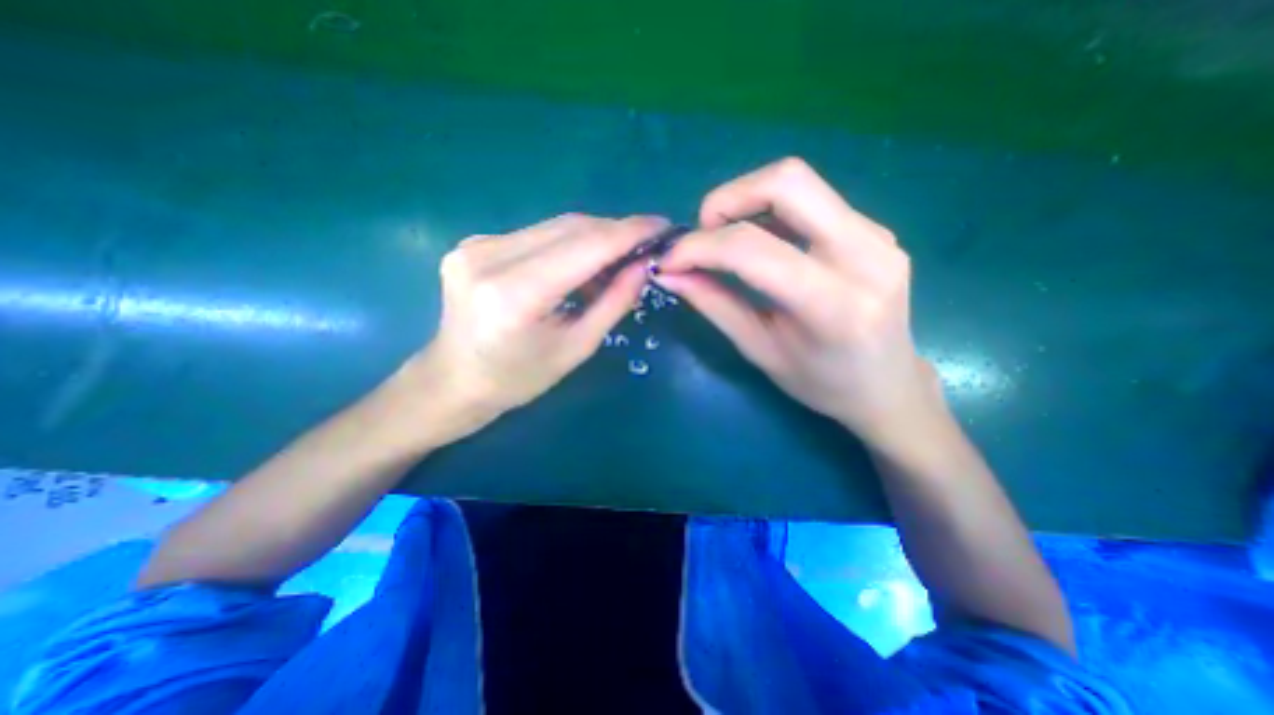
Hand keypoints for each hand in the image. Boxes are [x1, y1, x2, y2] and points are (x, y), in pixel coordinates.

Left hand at [397, 210, 667, 438]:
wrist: (454, 380)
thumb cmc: (519, 379)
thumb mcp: (576, 348)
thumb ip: (613, 303)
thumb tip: (645, 265)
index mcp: (516, 294)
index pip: (586, 246)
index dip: (630, 232)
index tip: (663, 226)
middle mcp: (490, 257)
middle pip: (571, 228)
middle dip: (616, 232)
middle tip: (646, 245)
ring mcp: (476, 245)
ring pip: (555, 226)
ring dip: (594, 238)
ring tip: (618, 259)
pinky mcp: (474, 243)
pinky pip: (537, 234)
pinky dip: (568, 244)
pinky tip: (581, 264)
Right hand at [650, 156, 938, 448]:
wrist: (887, 385)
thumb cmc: (820, 382)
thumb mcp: (758, 350)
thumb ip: (713, 304)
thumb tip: (669, 273)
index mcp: (834, 305)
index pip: (753, 249)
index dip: (699, 247)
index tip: (670, 260)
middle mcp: (866, 255)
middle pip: (787, 182)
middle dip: (726, 200)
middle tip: (703, 234)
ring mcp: (877, 235)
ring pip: (799, 182)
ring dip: (747, 201)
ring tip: (726, 241)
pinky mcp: (875, 229)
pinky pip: (812, 199)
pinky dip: (771, 212)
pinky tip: (762, 244)